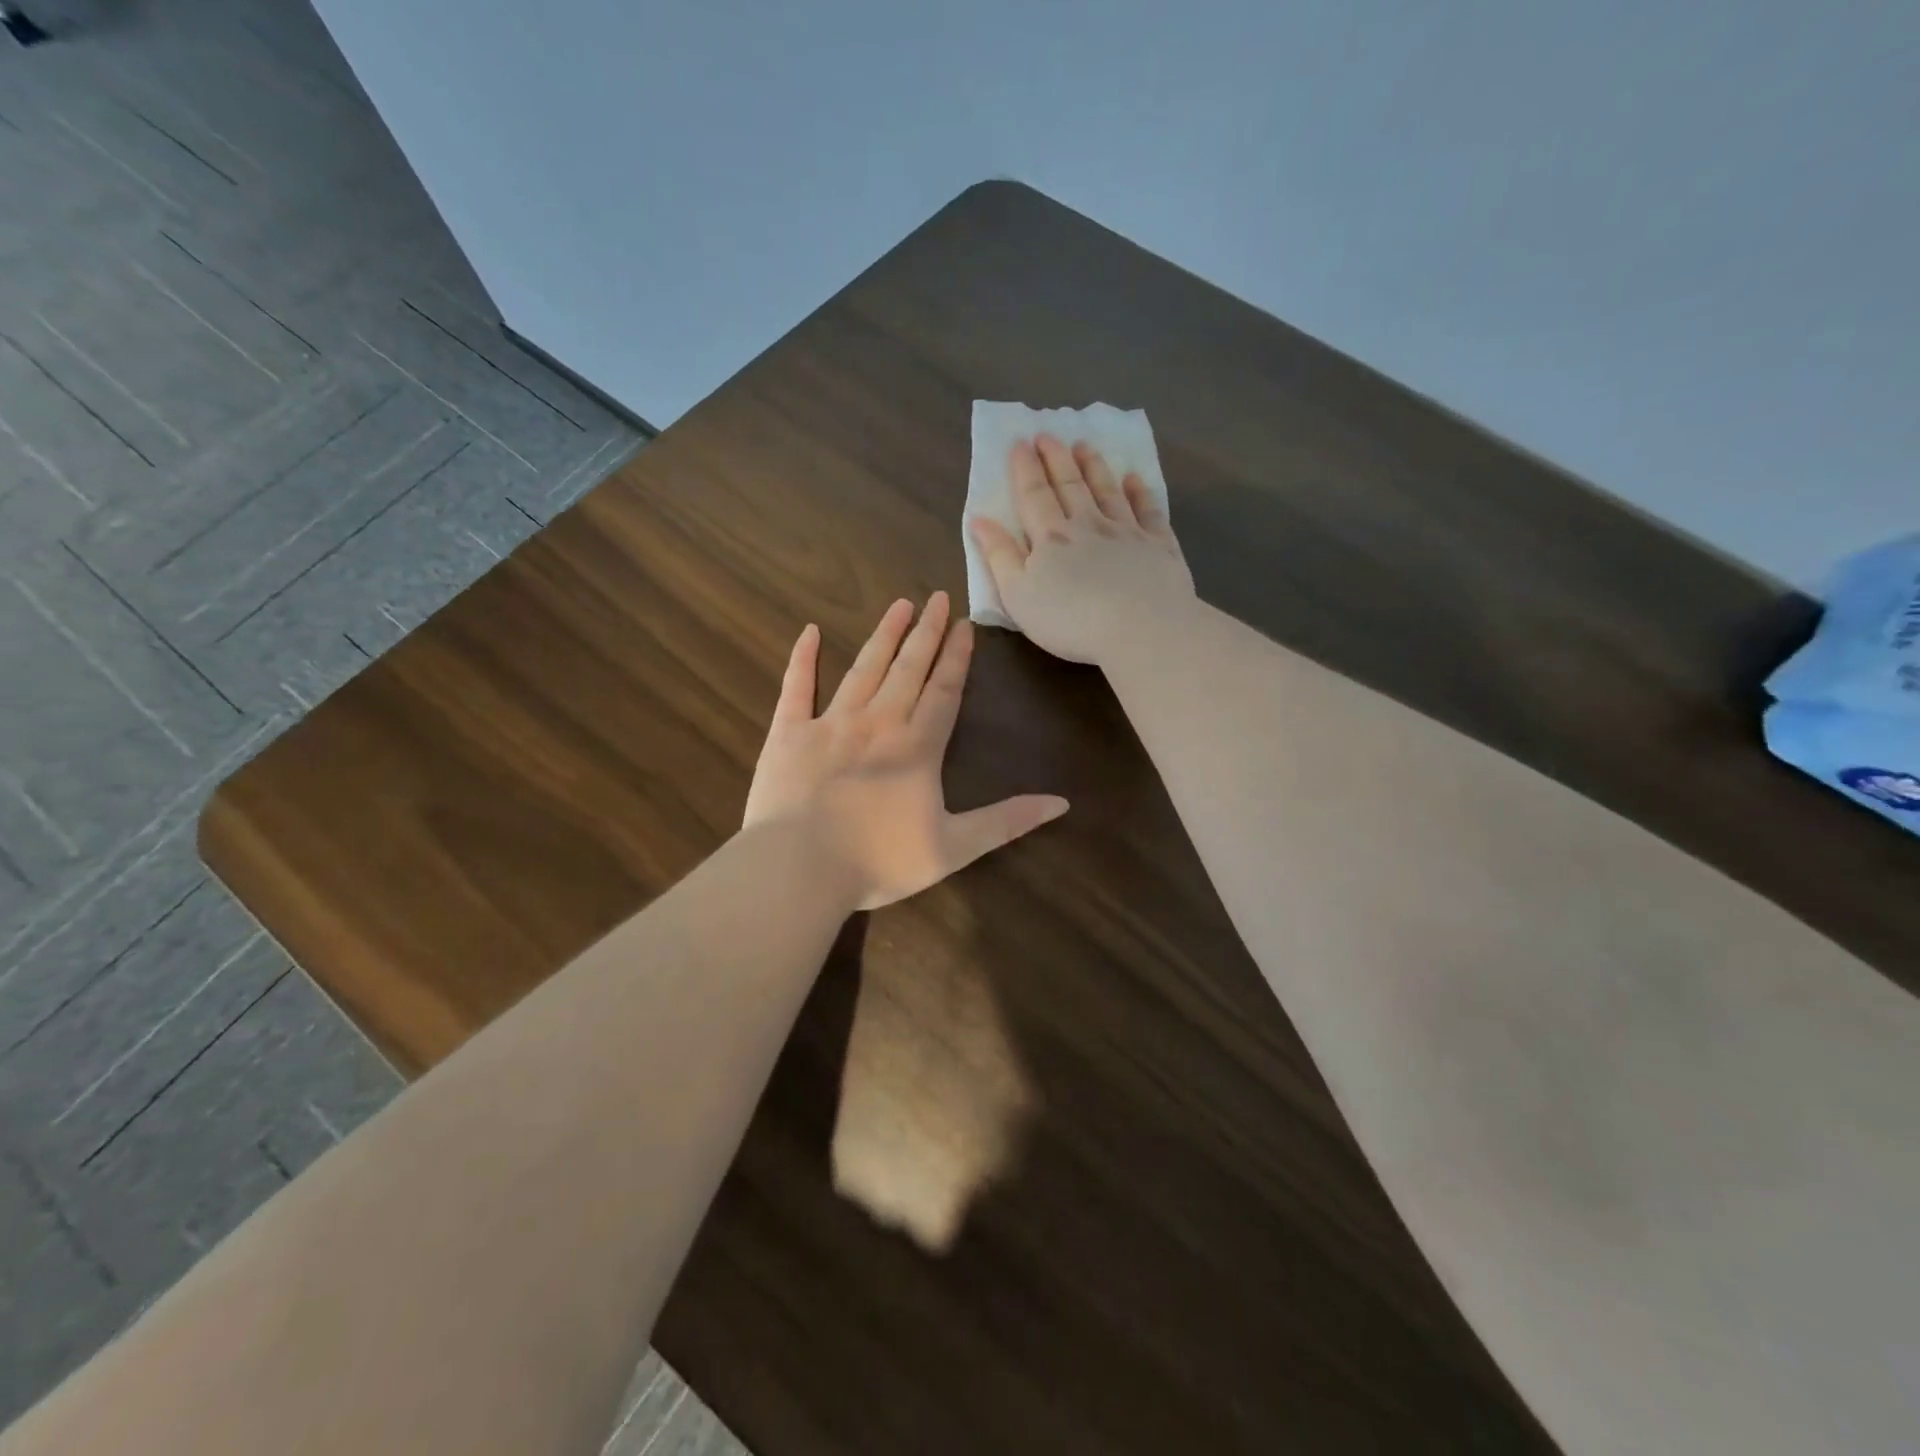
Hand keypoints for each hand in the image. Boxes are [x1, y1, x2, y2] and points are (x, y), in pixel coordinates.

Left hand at [743, 592, 1068, 909]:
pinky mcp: (788, 733)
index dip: (957, 658)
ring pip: (863, 668)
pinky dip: (802, 658)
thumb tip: (1061, 802)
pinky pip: (796, 687)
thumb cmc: (878, 862)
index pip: (944, 691)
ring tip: (899, 604)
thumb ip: (1006, 822)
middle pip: (908, 669)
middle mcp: (878, 723)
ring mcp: (830, 723)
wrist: (799, 870)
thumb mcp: (954, 848)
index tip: (965, 625)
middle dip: (926, 632)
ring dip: (883, 635)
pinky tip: (808, 631)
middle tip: (937, 597)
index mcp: (917, 747)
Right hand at [970, 435, 1194, 665]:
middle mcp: (1088, 525)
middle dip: (1056, 459)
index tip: (1020, 442)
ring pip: (1107, 491)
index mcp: (1051, 538)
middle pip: (1070, 485)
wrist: (1141, 628)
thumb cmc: (1070, 620)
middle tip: (1048, 434)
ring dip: (1094, 467)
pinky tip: (1134, 479)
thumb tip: (980, 519)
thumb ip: (999, 556)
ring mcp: (1127, 532)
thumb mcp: (1018, 595)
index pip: (1034, 495)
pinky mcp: (1158, 546)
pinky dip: (1140, 492)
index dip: (1025, 469)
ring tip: (1085, 445)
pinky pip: (1147, 511)